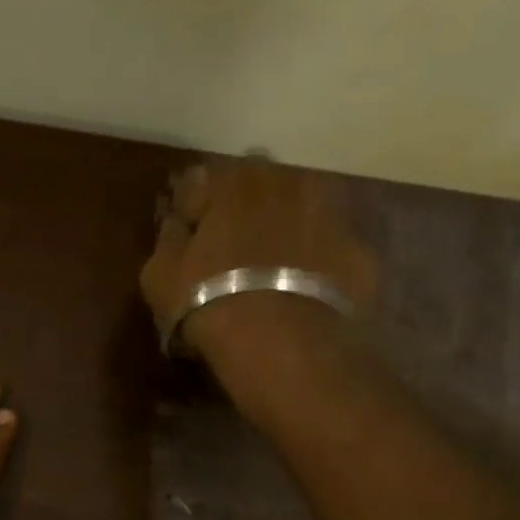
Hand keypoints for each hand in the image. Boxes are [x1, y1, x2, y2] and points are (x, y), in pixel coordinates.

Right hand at [139, 159, 377, 361]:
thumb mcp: (161, 275)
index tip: (187, 228)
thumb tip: (176, 221)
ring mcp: (330, 214)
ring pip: (302, 212)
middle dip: (246, 207)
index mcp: (233, 182)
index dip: (194, 206)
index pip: (204, 181)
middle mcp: (286, 184)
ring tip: (271, 265)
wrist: (281, 339)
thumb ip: (169, 239)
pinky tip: (302, 289)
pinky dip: (317, 261)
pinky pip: (330, 249)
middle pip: (261, 187)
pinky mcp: (359, 252)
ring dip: (286, 228)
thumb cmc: (207, 299)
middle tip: (232, 244)